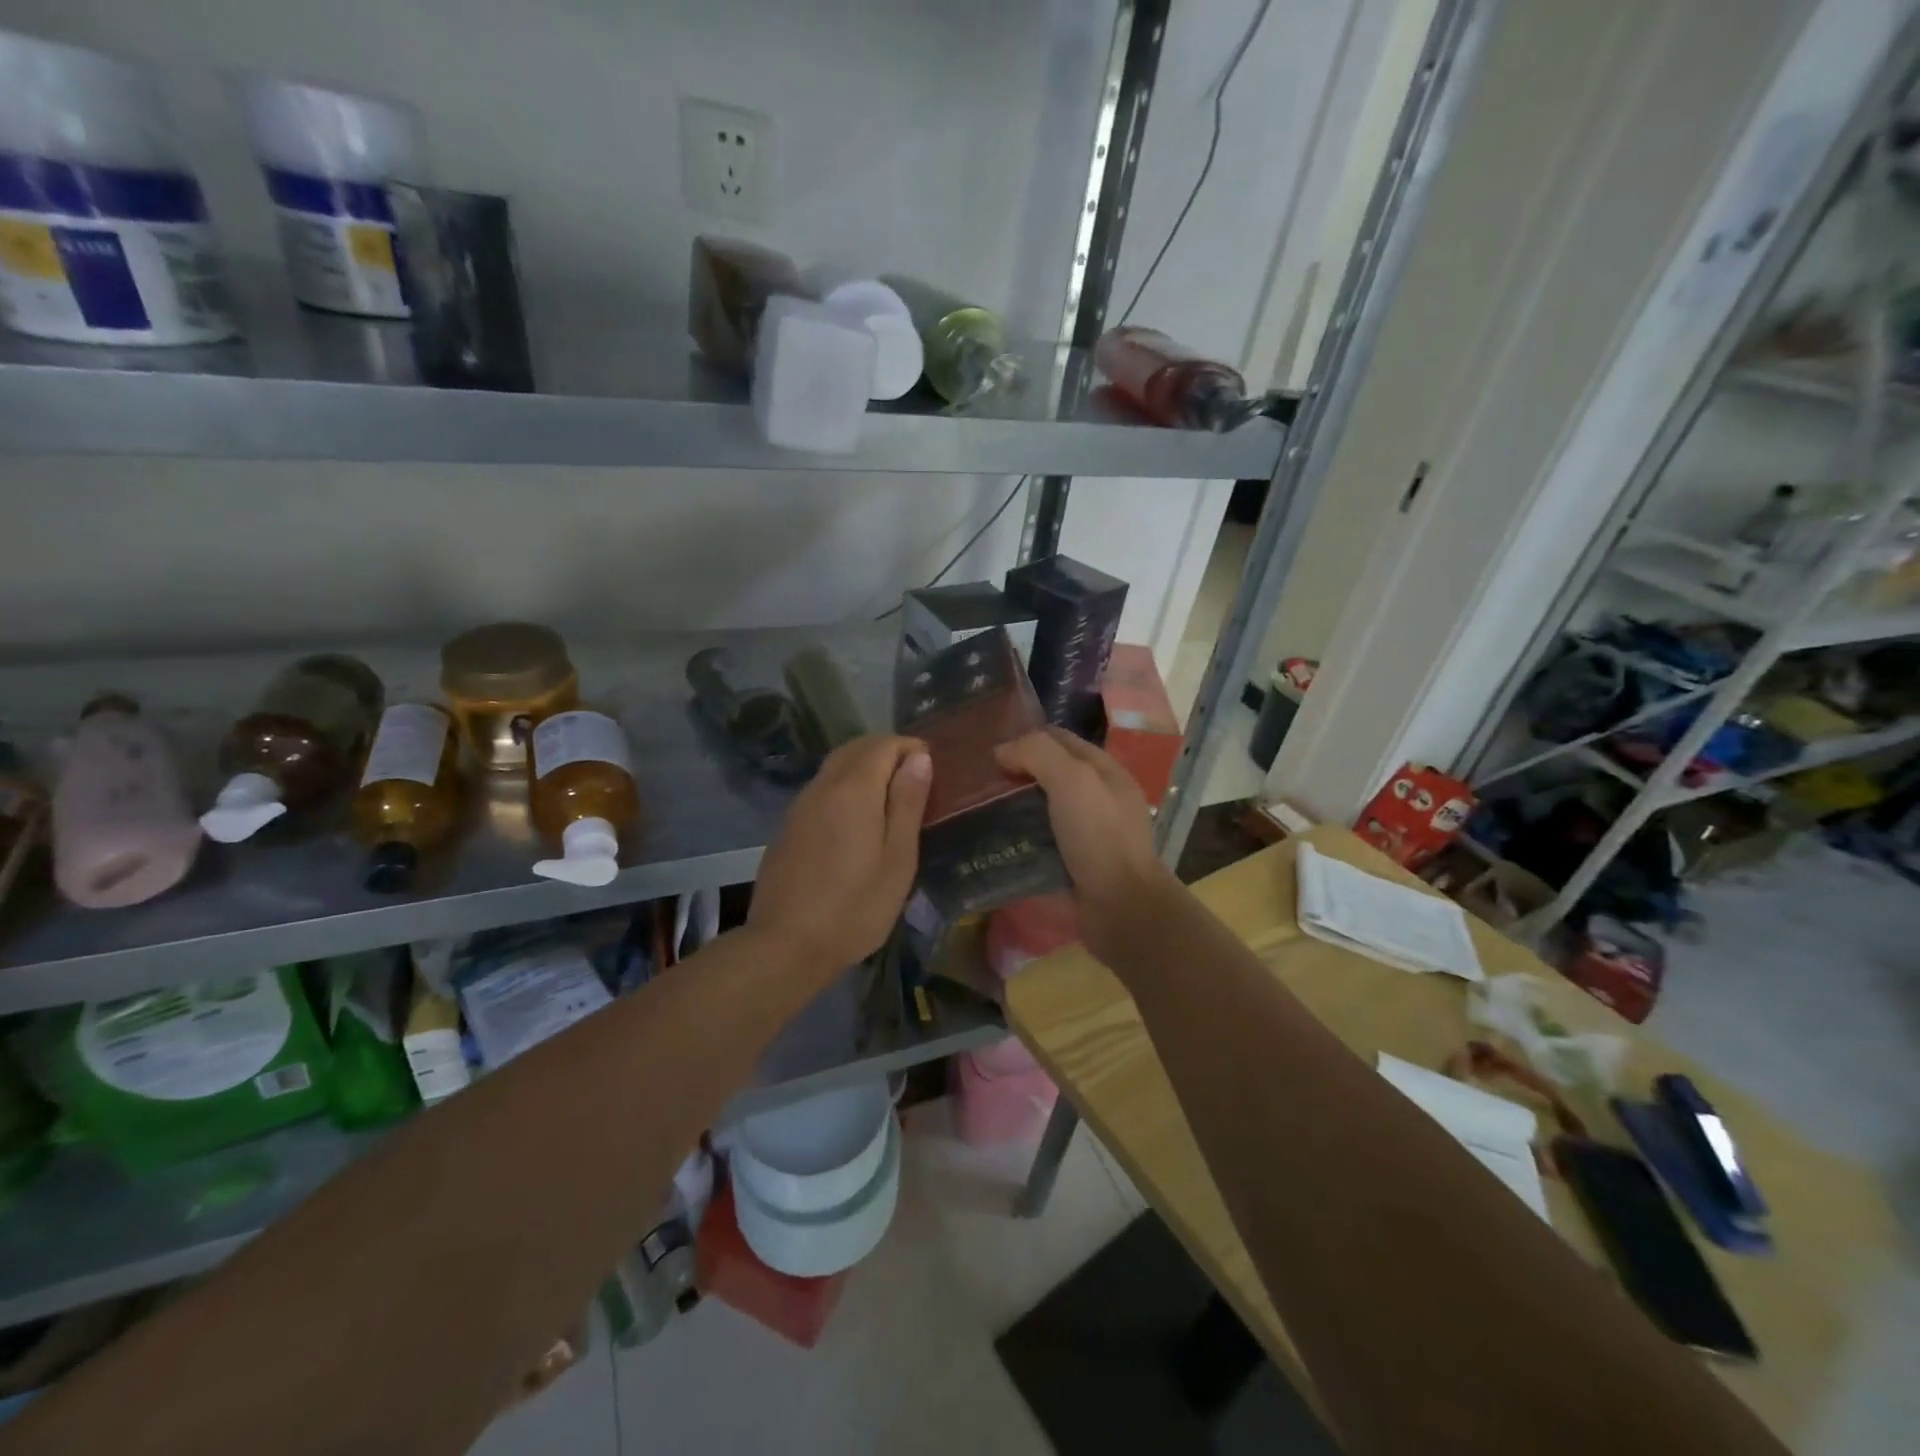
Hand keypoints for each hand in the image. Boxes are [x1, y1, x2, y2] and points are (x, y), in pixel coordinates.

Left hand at [748, 735, 931, 972]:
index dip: (910, 748)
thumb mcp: (897, 858)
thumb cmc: (855, 907)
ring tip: (891, 799)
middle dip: (887, 752)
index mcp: (853, 789)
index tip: (931, 767)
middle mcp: (822, 786)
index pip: (883, 744)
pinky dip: (845, 787)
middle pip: (855, 749)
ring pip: (835, 767)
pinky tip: (857, 820)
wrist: (786, 945)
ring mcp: (800, 806)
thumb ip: (907, 803)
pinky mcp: (788, 827)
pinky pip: (821, 789)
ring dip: (864, 768)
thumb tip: (919, 758)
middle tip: (914, 779)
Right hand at [995, 729, 1179, 964]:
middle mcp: (1098, 799)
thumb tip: (1002, 751)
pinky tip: (992, 842)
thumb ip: (1038, 754)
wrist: (1121, 908)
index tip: (989, 748)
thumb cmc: (1099, 836)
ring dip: (1013, 809)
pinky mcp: (1073, 865)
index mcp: (1104, 772)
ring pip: (1042, 810)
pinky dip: (1018, 840)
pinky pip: (1040, 843)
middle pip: (1050, 775)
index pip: (1061, 740)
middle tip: (977, 781)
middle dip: (1016, 774)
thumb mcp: (1072, 780)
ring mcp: (1087, 834)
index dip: (1026, 738)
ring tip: (976, 810)